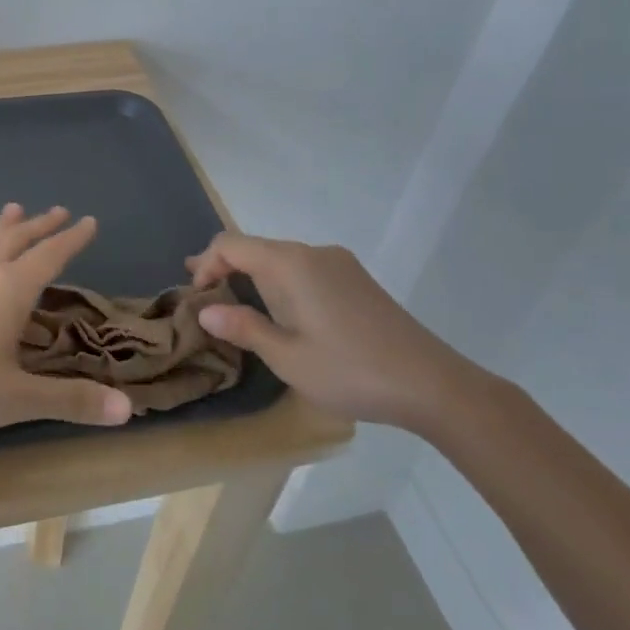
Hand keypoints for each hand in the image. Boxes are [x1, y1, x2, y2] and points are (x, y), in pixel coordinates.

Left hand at [0, 205, 133, 444]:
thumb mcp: (21, 399)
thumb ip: (72, 401)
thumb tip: (127, 411)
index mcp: (9, 292)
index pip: (49, 258)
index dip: (71, 240)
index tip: (89, 221)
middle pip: (14, 243)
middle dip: (39, 227)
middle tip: (57, 210)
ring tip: (12, 209)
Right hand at [187, 233, 487, 430]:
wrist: (434, 385)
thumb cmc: (351, 371)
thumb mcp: (287, 357)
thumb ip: (243, 328)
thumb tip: (205, 311)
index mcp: (291, 264)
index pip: (231, 244)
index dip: (206, 264)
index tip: (195, 296)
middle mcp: (314, 252)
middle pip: (255, 247)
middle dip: (225, 267)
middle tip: (201, 294)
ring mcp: (340, 264)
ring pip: (280, 258)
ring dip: (252, 275)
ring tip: (233, 302)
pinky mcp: (357, 280)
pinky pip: (304, 269)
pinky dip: (279, 282)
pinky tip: (280, 310)